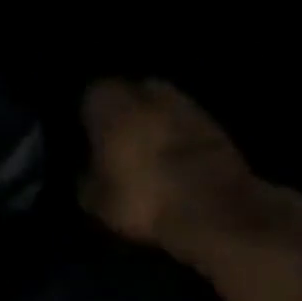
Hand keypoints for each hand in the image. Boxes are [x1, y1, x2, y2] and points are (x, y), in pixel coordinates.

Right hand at [79, 78, 301, 264]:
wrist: (212, 208)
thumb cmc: (141, 199)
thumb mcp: (95, 201)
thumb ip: (85, 177)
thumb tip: (87, 171)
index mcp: (111, 104)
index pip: (90, 95)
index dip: (87, 117)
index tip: (85, 138)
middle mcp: (149, 91)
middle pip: (130, 94)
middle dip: (123, 114)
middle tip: (115, 143)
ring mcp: (187, 103)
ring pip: (160, 107)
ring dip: (154, 124)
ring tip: (145, 154)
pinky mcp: (216, 123)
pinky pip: (184, 126)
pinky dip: (177, 138)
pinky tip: (171, 163)